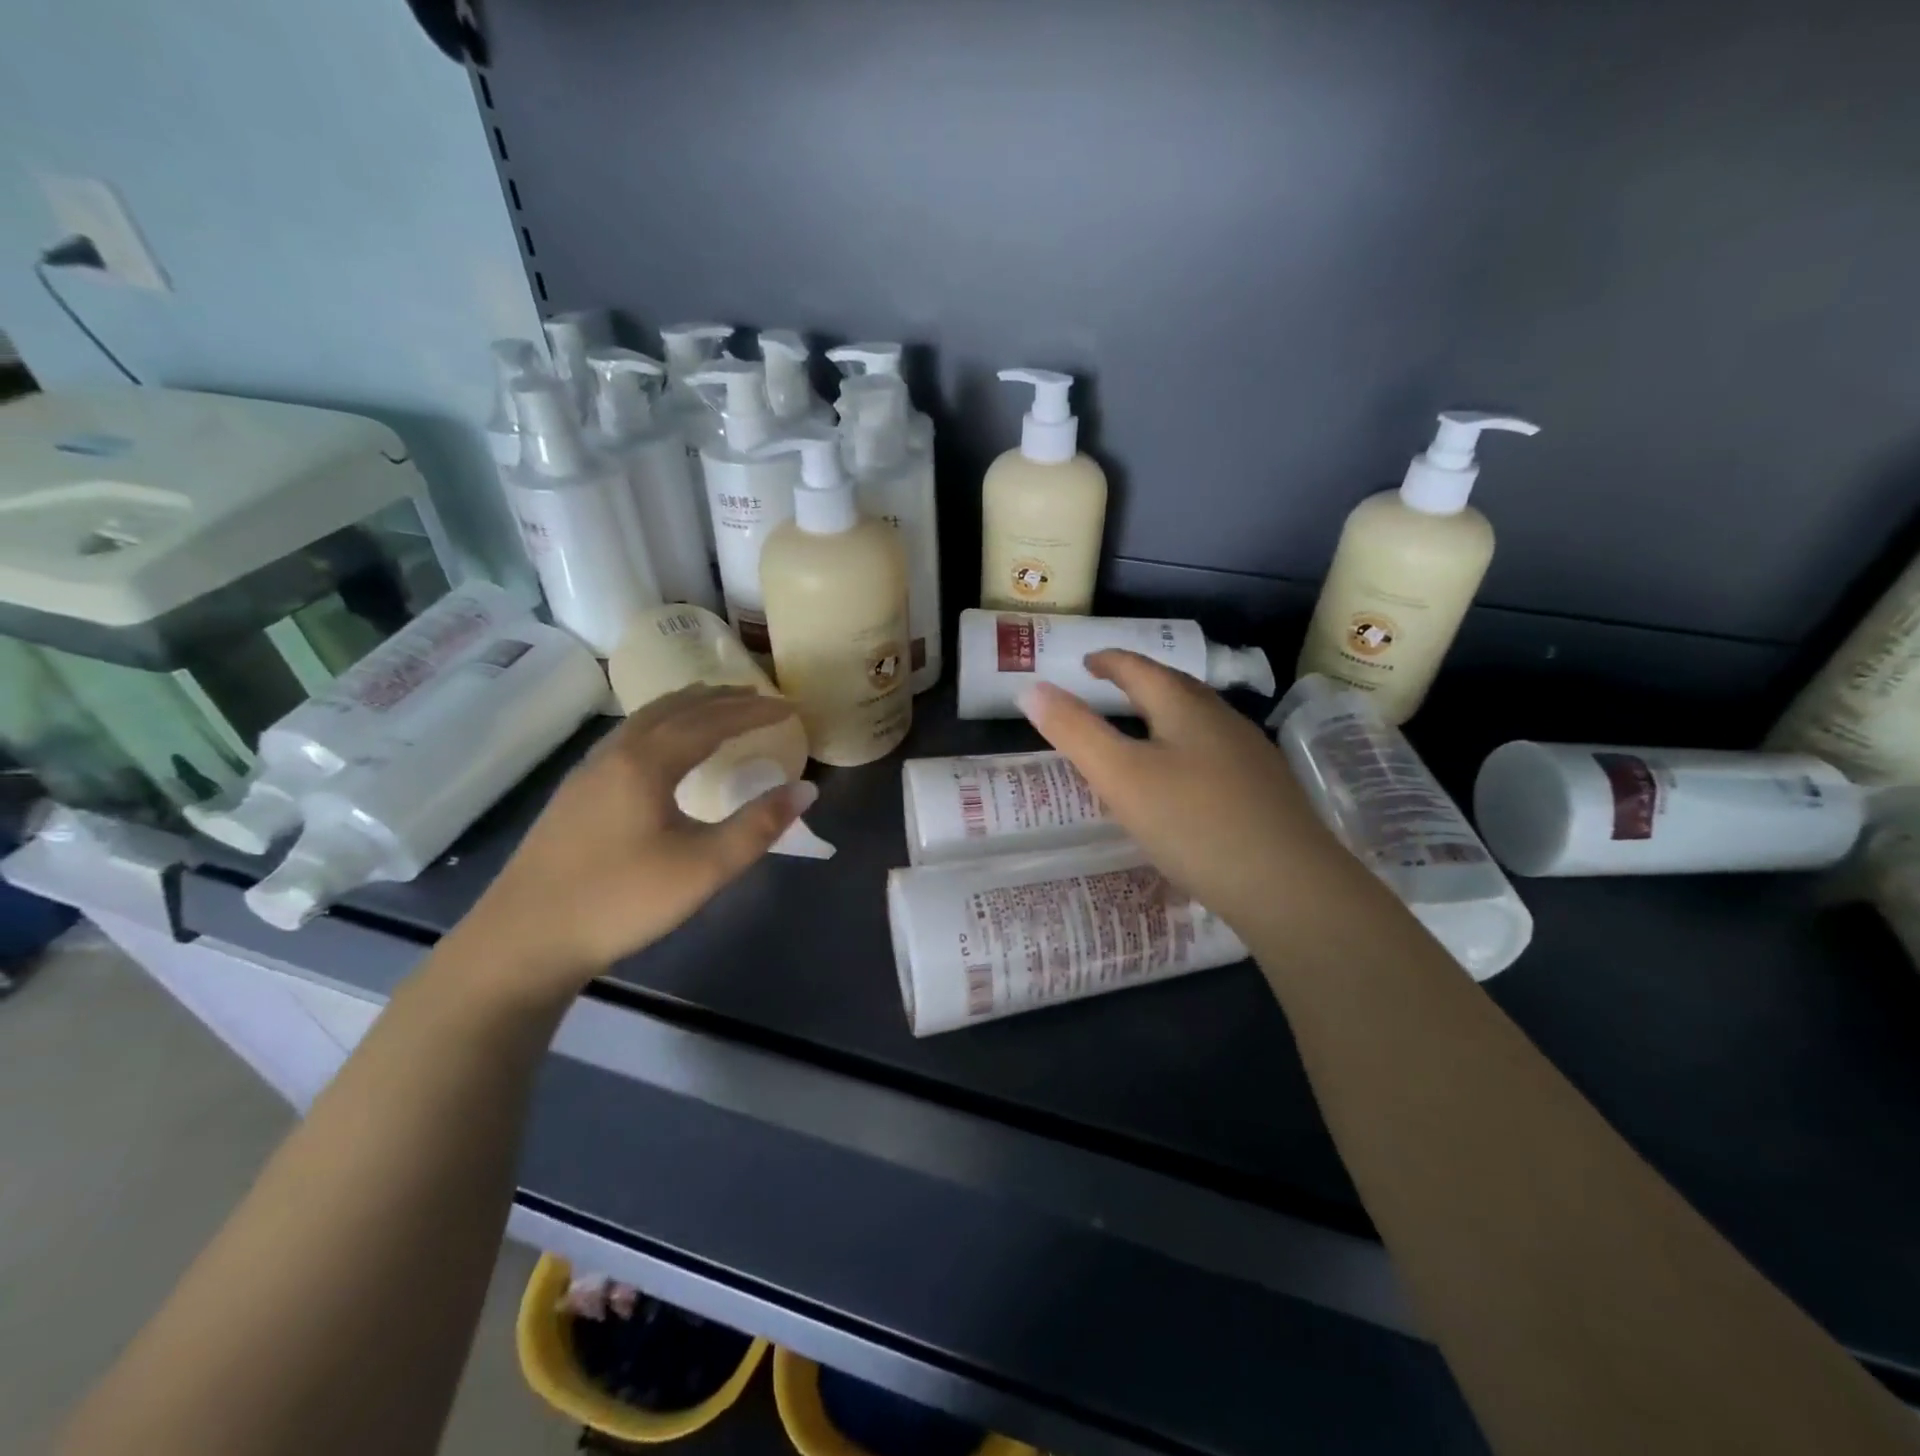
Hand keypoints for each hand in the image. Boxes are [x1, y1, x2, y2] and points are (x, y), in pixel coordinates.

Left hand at [455, 686, 813, 997]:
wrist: (522, 941)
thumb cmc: (620, 901)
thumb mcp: (702, 869)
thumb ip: (758, 826)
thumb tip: (807, 789)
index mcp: (647, 762)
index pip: (711, 720)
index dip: (754, 713)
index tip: (789, 709)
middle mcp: (616, 752)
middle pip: (677, 708)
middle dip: (723, 699)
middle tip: (761, 699)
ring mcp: (589, 770)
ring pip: (646, 719)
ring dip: (689, 707)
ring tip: (719, 709)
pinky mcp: (575, 792)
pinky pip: (629, 736)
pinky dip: (663, 725)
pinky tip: (665, 749)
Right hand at [1019, 652, 1344, 936]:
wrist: (1290, 887)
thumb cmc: (1193, 824)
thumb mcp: (1120, 776)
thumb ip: (1075, 731)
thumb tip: (1031, 688)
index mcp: (1186, 709)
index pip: (1140, 669)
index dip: (1109, 662)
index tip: (1086, 663)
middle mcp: (1223, 721)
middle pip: (1176, 689)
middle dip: (1141, 683)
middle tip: (1111, 690)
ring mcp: (1252, 756)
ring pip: (1201, 723)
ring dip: (1168, 716)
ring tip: (1144, 732)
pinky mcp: (1268, 791)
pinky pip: (1217, 754)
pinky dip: (1189, 750)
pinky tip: (1187, 781)